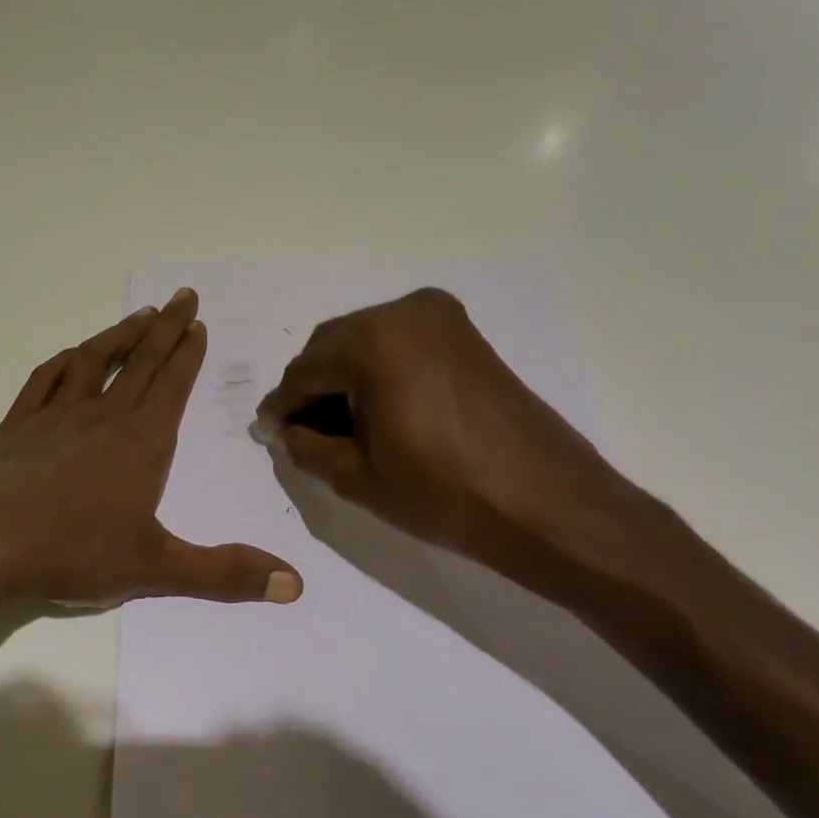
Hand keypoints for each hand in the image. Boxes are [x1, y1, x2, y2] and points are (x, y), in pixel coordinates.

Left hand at [0, 289, 303, 608]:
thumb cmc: (74, 550)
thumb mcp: (156, 568)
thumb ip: (224, 573)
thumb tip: (295, 585)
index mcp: (141, 442)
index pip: (172, 385)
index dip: (188, 353)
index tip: (198, 323)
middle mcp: (102, 416)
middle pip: (140, 361)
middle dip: (166, 328)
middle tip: (182, 296)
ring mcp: (56, 415)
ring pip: (94, 361)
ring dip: (119, 335)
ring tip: (139, 314)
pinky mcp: (18, 424)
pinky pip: (45, 379)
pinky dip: (63, 361)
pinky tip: (71, 355)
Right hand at [256, 289, 625, 570]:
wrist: (549, 505)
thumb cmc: (445, 494)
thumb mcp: (356, 477)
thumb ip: (305, 445)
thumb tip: (285, 429)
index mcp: (373, 343)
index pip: (304, 371)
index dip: (282, 405)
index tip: (270, 432)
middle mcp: (403, 313)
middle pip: (331, 346)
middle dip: (312, 387)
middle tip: (303, 432)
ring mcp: (439, 318)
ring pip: (363, 341)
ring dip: (343, 377)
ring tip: (340, 426)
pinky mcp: (463, 333)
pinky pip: (398, 342)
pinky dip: (377, 369)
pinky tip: (376, 409)